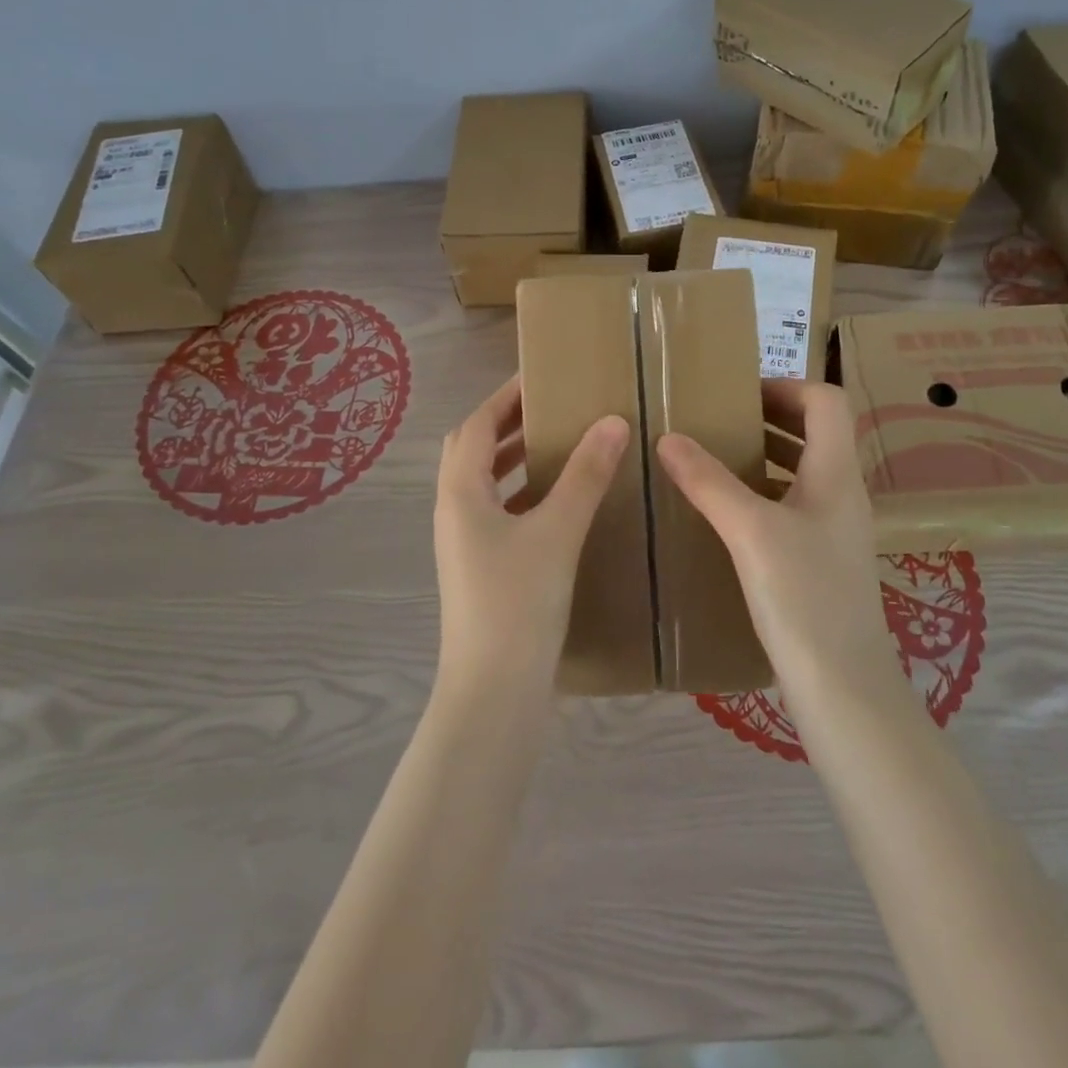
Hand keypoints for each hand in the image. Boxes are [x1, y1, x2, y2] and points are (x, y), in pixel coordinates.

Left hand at [433, 375, 629, 699]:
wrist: (493, 690)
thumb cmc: (518, 602)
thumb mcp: (556, 532)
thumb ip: (584, 475)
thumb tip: (612, 421)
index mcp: (461, 493)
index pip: (477, 425)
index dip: (505, 396)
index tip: (541, 377)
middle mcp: (454, 511)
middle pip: (474, 451)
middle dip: (508, 424)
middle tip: (552, 409)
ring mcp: (464, 543)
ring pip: (485, 483)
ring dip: (515, 459)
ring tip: (560, 445)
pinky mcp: (480, 568)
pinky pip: (498, 512)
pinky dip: (523, 494)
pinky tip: (558, 503)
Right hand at [656, 380, 895, 691]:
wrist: (843, 687)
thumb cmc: (803, 598)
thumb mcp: (750, 532)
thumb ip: (709, 482)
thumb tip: (668, 438)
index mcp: (835, 474)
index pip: (826, 402)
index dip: (785, 386)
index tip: (736, 395)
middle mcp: (842, 494)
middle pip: (815, 433)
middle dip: (767, 418)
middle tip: (716, 422)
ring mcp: (834, 530)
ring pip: (802, 472)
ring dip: (763, 456)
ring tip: (713, 459)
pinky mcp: (822, 561)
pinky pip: (792, 507)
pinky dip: (762, 494)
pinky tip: (726, 514)